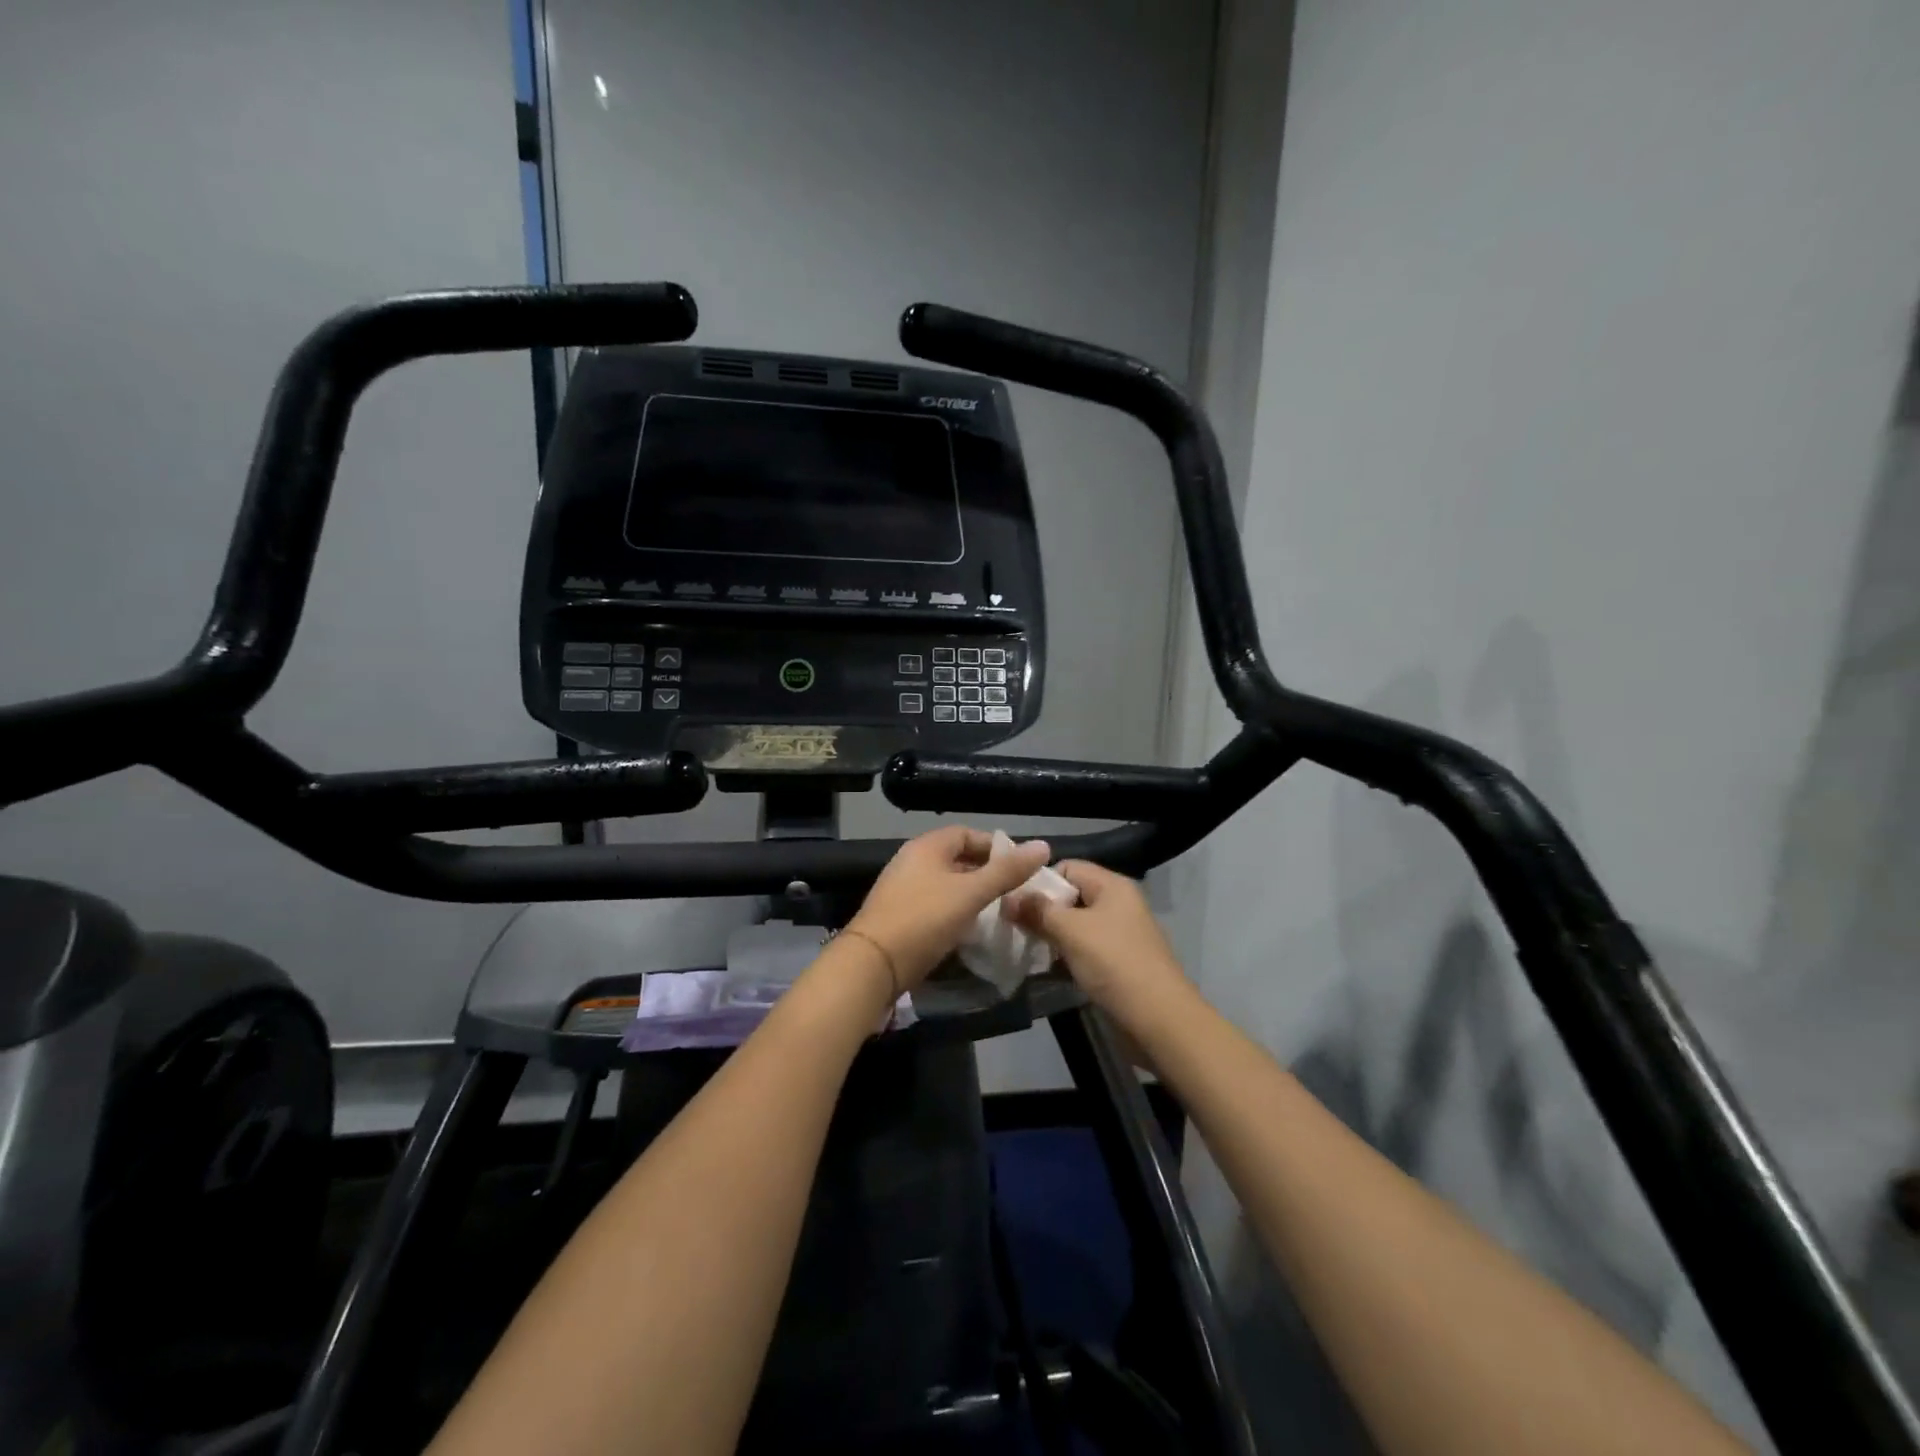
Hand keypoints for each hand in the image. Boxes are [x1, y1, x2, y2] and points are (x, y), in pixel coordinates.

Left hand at [846, 827, 1050, 990]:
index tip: (1021, 867)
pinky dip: (955, 912)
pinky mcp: (899, 917)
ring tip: (998, 912)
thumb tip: (1043, 846)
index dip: (996, 846)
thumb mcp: (970, 894)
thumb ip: (1006, 872)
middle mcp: (911, 862)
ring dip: (971, 895)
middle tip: (1015, 892)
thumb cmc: (924, 920)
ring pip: (946, 884)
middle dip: (986, 873)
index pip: (967, 833)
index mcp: (926, 847)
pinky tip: (971, 931)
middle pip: (956, 859)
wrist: (872, 966)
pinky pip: (934, 906)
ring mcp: (902, 890)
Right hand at [1005, 861, 1192, 1026]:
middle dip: (1042, 910)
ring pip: (1075, 925)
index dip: (1040, 881)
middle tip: (1013, 927)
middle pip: (1070, 896)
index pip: (1068, 867)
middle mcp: (1117, 904)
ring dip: (1051, 935)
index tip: (1013, 902)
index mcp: (1112, 886)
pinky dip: (1065, 955)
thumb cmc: (1114, 964)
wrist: (1159, 1020)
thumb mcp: (1071, 932)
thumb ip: (1038, 911)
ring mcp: (1119, 935)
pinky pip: (1084, 948)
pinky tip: (1045, 967)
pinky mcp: (1117, 962)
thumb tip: (1008, 898)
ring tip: (1025, 947)